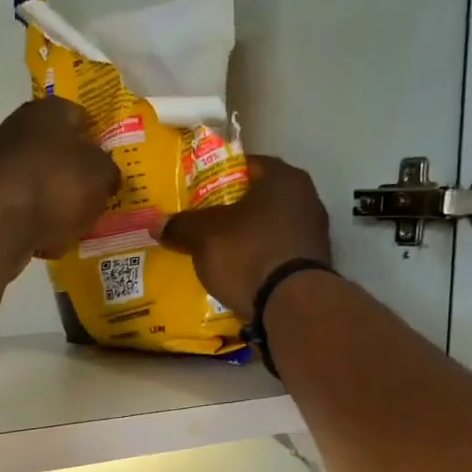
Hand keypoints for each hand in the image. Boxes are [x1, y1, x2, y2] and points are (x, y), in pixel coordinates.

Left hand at [0, 97, 120, 259]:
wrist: (1, 221)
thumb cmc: (58, 184)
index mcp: (49, 111)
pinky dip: (38, 221)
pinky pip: (25, 208)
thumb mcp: (102, 174)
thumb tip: (105, 175)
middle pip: (59, 151)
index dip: (99, 139)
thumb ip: (109, 171)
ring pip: (42, 181)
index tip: (112, 162)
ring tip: (79, 222)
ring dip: (58, 200)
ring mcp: (1, 164)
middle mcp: (20, 129)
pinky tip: (52, 239)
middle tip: (99, 194)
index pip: (81, 116)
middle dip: (77, 172)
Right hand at [161, 156, 331, 312]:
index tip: (198, 192)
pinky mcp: (315, 266)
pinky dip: (261, 260)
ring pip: (270, 228)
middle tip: (204, 222)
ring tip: (219, 252)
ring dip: (248, 237)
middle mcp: (307, 199)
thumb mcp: (204, 236)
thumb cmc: (249, 254)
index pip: (247, 165)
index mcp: (284, 178)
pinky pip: (279, 254)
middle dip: (233, 209)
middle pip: (260, 198)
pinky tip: (241, 274)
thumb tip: (156, 224)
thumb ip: (181, 225)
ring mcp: (316, 234)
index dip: (219, 176)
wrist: (293, 306)